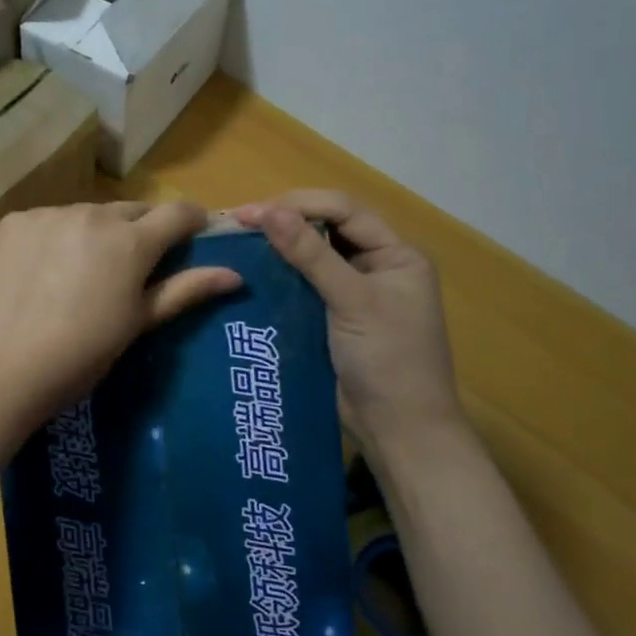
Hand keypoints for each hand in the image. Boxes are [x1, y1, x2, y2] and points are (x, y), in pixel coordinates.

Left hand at [0, 201, 241, 426]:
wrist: (1, 368)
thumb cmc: (81, 355)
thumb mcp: (138, 323)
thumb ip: (185, 290)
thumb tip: (235, 274)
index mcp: (130, 240)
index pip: (177, 212)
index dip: (192, 221)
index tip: (195, 235)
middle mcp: (92, 214)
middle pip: (131, 211)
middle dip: (141, 231)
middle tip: (133, 267)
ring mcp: (48, 214)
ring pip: (88, 213)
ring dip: (96, 232)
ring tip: (83, 272)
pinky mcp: (14, 221)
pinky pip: (49, 220)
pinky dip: (56, 236)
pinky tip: (45, 270)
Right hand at [236, 190, 462, 453]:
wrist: (399, 431)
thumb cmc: (388, 360)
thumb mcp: (353, 301)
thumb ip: (311, 255)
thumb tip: (267, 211)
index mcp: (397, 254)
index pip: (344, 210)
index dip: (298, 204)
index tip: (250, 212)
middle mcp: (377, 266)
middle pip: (328, 228)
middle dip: (285, 221)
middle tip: (237, 224)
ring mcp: (355, 293)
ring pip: (313, 256)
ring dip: (279, 248)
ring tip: (237, 243)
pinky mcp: (334, 318)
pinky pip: (305, 286)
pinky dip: (280, 277)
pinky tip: (250, 274)